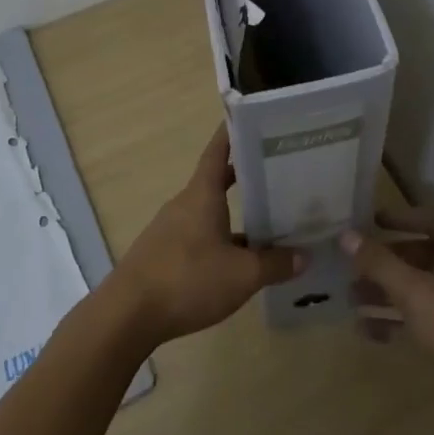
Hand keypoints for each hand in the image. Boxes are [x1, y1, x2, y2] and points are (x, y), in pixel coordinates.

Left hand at [108, 124, 306, 346]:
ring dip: (236, 214)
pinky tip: (240, 261)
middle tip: (279, 175)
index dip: (233, 133)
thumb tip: (304, 255)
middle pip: (217, 181)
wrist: (128, 315)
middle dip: (246, 177)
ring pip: (210, 213)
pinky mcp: (164, 254)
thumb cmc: (187, 280)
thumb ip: (275, 264)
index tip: (252, 119)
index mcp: (202, 194)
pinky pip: (200, 236)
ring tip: (269, 222)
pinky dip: (222, 240)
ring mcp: (171, 229)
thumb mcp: (242, 275)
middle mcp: (185, 204)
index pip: (218, 151)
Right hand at [340, 206, 433, 400]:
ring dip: (387, 291)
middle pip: (422, 254)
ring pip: (421, 287)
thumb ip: (379, 263)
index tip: (372, 222)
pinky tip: (369, 333)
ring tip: (351, 300)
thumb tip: (345, 234)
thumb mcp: (415, 292)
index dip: (404, 216)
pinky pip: (425, 317)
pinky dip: (399, 319)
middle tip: (353, 267)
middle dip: (386, 260)